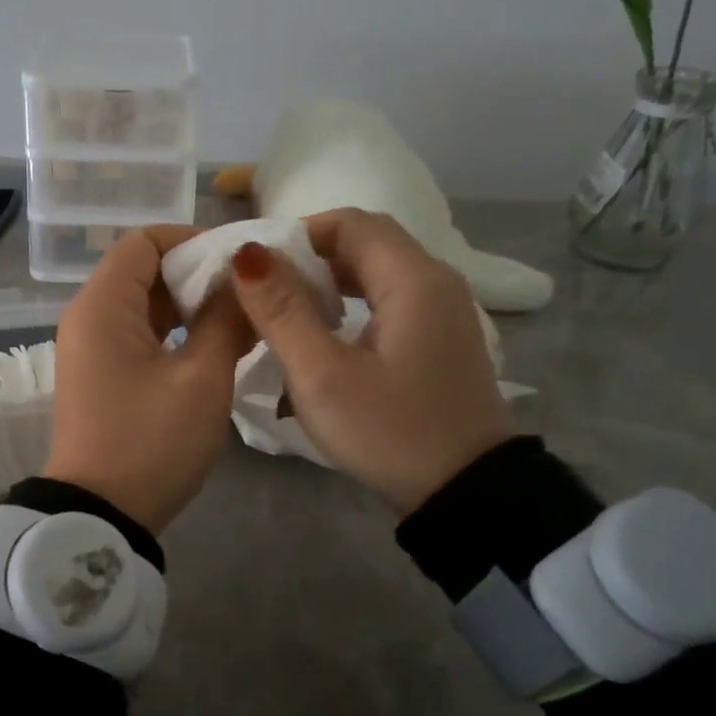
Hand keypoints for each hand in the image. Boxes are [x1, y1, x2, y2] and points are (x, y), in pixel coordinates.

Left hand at [45, 226, 252, 533]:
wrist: (100, 516)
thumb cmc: (150, 442)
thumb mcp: (201, 379)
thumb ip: (225, 320)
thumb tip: (246, 280)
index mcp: (101, 305)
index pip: (143, 241)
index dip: (191, 241)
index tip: (238, 263)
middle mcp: (87, 317)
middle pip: (142, 270)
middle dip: (196, 274)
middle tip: (249, 293)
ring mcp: (90, 349)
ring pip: (143, 304)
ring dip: (189, 305)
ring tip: (242, 319)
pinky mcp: (100, 375)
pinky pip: (138, 334)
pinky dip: (174, 332)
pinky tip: (215, 346)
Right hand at [229, 208, 514, 515]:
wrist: (468, 494)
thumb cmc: (390, 431)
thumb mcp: (323, 375)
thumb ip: (282, 311)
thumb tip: (248, 255)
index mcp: (412, 279)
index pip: (349, 222)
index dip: (297, 233)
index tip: (258, 267)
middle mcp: (435, 282)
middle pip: (365, 242)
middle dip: (310, 256)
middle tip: (265, 290)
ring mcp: (444, 311)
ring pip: (377, 271)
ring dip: (329, 281)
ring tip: (287, 312)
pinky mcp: (441, 339)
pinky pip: (390, 299)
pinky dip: (352, 303)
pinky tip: (326, 337)